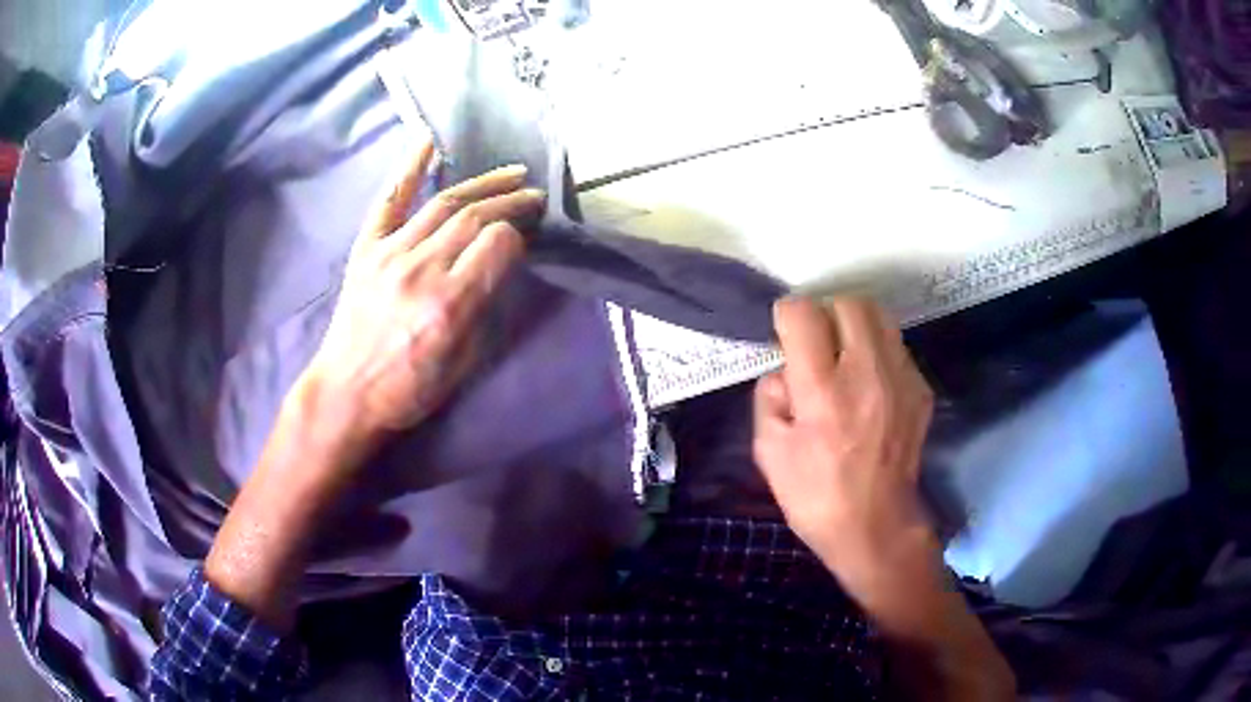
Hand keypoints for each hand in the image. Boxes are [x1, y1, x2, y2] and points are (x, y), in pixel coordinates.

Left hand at [302, 138, 542, 442]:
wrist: (346, 392)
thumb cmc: (408, 389)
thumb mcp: (462, 364)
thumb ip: (484, 308)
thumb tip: (500, 264)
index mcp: (449, 303)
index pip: (497, 243)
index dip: (518, 235)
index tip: (527, 237)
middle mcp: (421, 268)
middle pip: (475, 216)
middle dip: (511, 200)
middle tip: (533, 194)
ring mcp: (390, 252)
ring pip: (443, 202)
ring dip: (483, 183)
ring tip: (511, 174)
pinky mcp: (366, 248)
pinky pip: (389, 200)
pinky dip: (409, 168)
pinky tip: (429, 142)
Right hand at [753, 297, 934, 593]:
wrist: (876, 527)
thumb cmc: (815, 495)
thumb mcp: (769, 451)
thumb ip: (769, 396)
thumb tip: (785, 370)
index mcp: (822, 391)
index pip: (804, 314)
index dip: (788, 315)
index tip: (785, 332)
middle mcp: (866, 373)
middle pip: (849, 303)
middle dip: (826, 313)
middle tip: (817, 343)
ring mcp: (901, 379)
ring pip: (880, 316)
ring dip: (855, 326)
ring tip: (845, 357)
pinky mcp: (921, 390)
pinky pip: (897, 348)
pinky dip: (878, 354)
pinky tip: (869, 386)